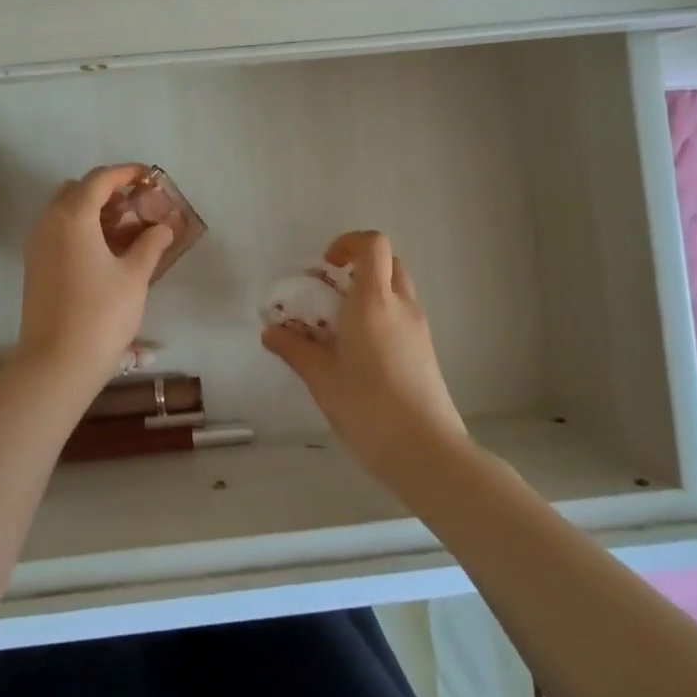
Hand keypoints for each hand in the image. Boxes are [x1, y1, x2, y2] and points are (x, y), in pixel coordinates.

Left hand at [15, 164, 172, 392]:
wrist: (56, 364)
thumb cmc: (101, 314)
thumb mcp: (134, 276)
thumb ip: (150, 244)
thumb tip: (163, 227)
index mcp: (73, 216)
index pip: (99, 179)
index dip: (126, 173)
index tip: (149, 176)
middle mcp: (49, 222)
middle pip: (78, 190)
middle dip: (107, 190)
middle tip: (136, 204)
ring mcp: (37, 244)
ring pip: (65, 211)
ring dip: (93, 210)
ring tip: (126, 229)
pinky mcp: (35, 266)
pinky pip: (58, 231)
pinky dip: (81, 229)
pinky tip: (106, 251)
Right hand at [263, 231, 466, 481]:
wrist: (426, 452)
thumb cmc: (368, 407)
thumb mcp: (321, 378)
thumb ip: (294, 349)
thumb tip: (270, 332)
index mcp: (373, 301)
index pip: (372, 244)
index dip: (348, 243)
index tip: (326, 267)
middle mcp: (401, 306)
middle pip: (387, 262)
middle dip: (358, 267)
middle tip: (331, 293)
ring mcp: (419, 329)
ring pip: (397, 290)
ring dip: (370, 293)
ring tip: (341, 327)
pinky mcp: (426, 352)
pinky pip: (402, 316)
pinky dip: (381, 317)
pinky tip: (360, 353)